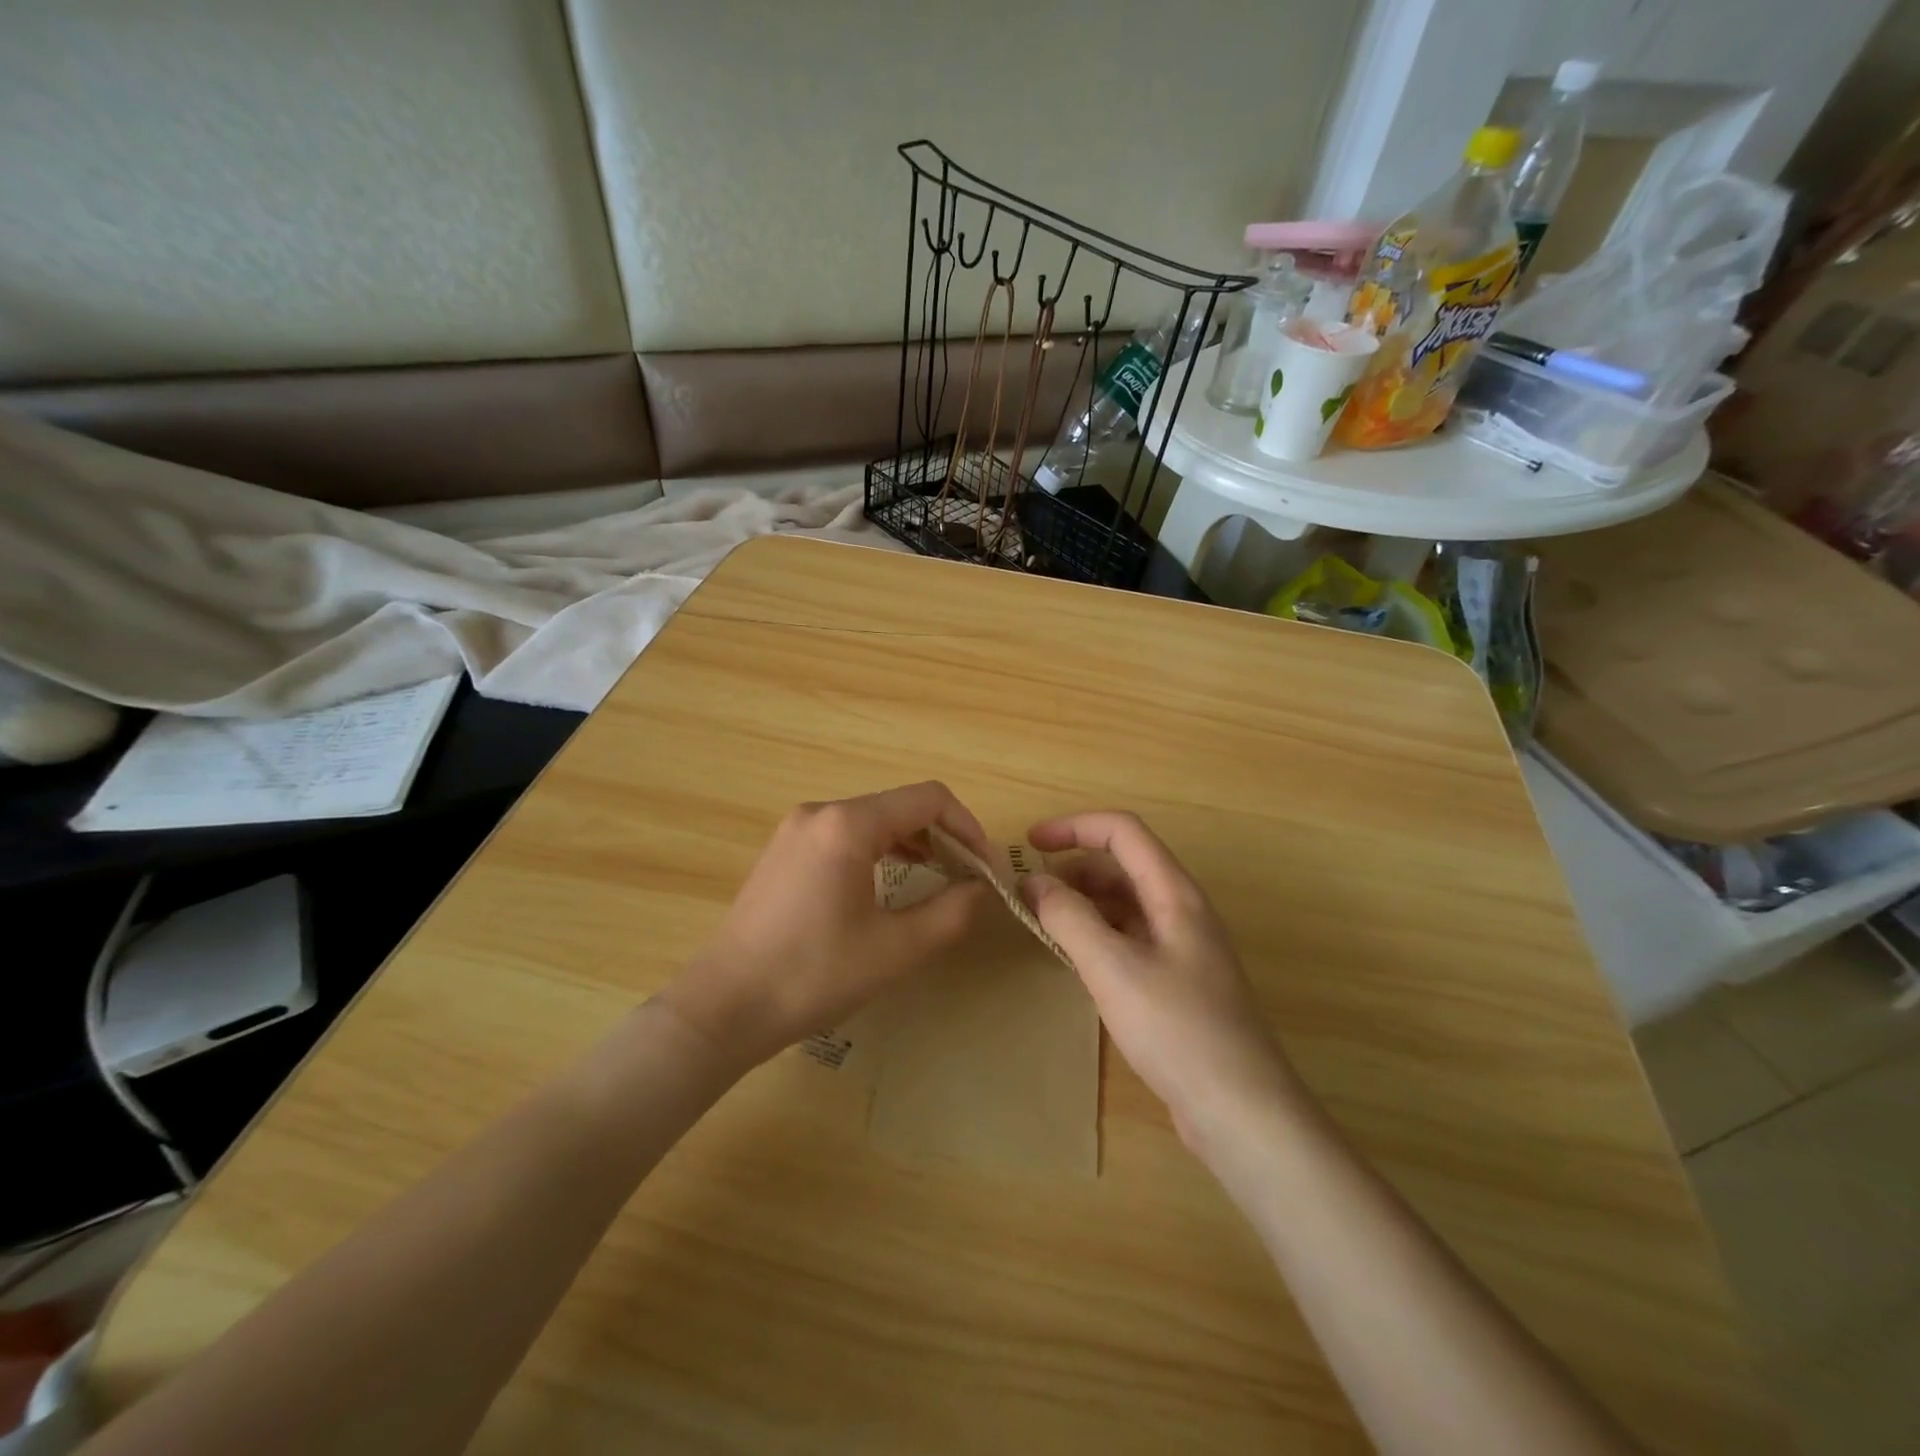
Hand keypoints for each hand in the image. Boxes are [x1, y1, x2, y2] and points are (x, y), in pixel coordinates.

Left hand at [661, 782, 991, 1069]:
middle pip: (901, 806)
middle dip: (943, 836)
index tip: (986, 869)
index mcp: (848, 825)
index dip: (968, 828)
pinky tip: (893, 881)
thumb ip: (952, 912)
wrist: (725, 1007)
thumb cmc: (814, 975)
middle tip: (968, 878)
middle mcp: (821, 812)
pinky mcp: (784, 851)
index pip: (929, 799)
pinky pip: (846, 835)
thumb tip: (983, 888)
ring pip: (873, 819)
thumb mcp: (896, 949)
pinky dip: (880, 850)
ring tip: (939, 878)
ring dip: (914, 843)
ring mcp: (797, 830)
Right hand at [1020, 811, 1298, 1152]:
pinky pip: (1129, 938)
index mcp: (1175, 894)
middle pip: (1123, 866)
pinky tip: (1074, 960)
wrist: (1241, 1112)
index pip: (1123, 832)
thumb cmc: (1177, 1029)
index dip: (1074, 827)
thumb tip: (1036, 883)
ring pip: (1125, 904)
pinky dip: (1097, 936)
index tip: (1029, 844)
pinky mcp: (1177, 982)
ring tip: (1043, 924)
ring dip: (1083, 904)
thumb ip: (1070, 918)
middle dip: (1073, 869)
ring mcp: (1182, 948)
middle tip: (1028, 894)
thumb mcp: (1113, 968)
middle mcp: (1181, 911)